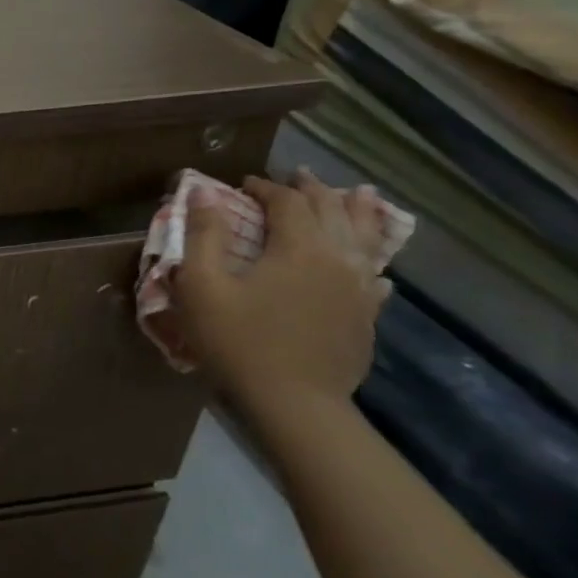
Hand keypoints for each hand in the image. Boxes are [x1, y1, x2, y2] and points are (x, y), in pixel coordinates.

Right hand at [174, 170, 391, 420]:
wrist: (294, 402)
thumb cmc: (238, 340)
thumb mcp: (202, 286)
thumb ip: (203, 236)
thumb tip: (202, 193)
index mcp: (299, 247)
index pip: (288, 202)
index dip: (265, 187)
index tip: (243, 184)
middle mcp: (338, 259)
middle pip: (332, 211)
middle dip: (312, 190)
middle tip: (296, 175)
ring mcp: (359, 290)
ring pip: (366, 238)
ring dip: (358, 212)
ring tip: (361, 194)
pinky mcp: (366, 317)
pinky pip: (376, 277)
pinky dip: (373, 261)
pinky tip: (375, 266)